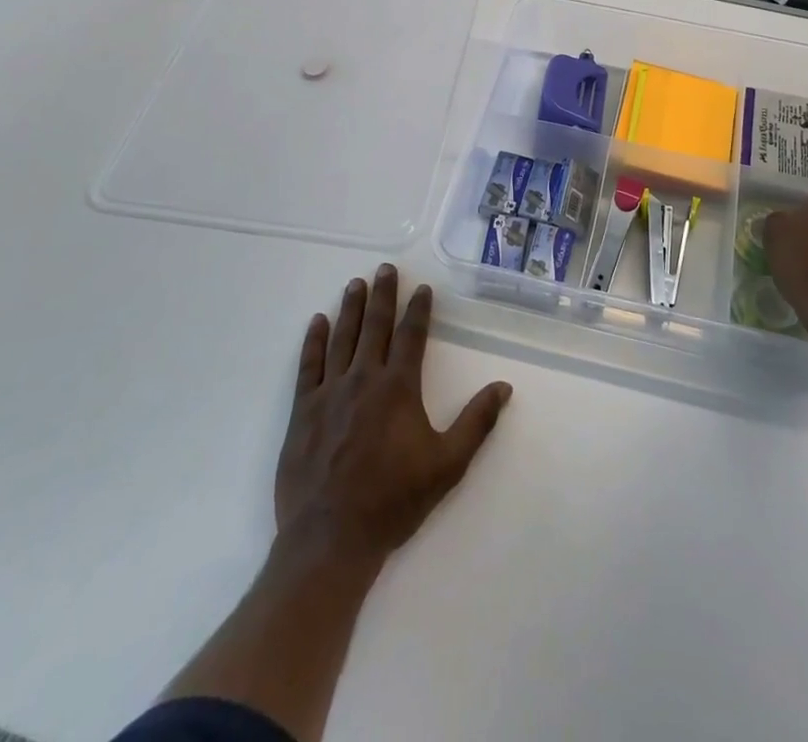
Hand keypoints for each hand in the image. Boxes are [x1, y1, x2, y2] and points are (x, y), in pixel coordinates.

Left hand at [276, 264, 512, 573]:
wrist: (331, 539)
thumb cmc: (394, 501)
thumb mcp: (448, 465)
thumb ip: (477, 422)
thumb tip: (504, 386)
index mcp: (399, 387)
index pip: (411, 335)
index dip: (418, 309)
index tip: (421, 288)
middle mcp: (364, 378)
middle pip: (375, 326)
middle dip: (382, 294)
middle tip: (385, 268)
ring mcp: (330, 392)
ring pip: (342, 338)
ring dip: (350, 308)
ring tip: (355, 283)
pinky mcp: (303, 411)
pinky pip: (308, 365)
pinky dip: (313, 341)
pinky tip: (317, 323)